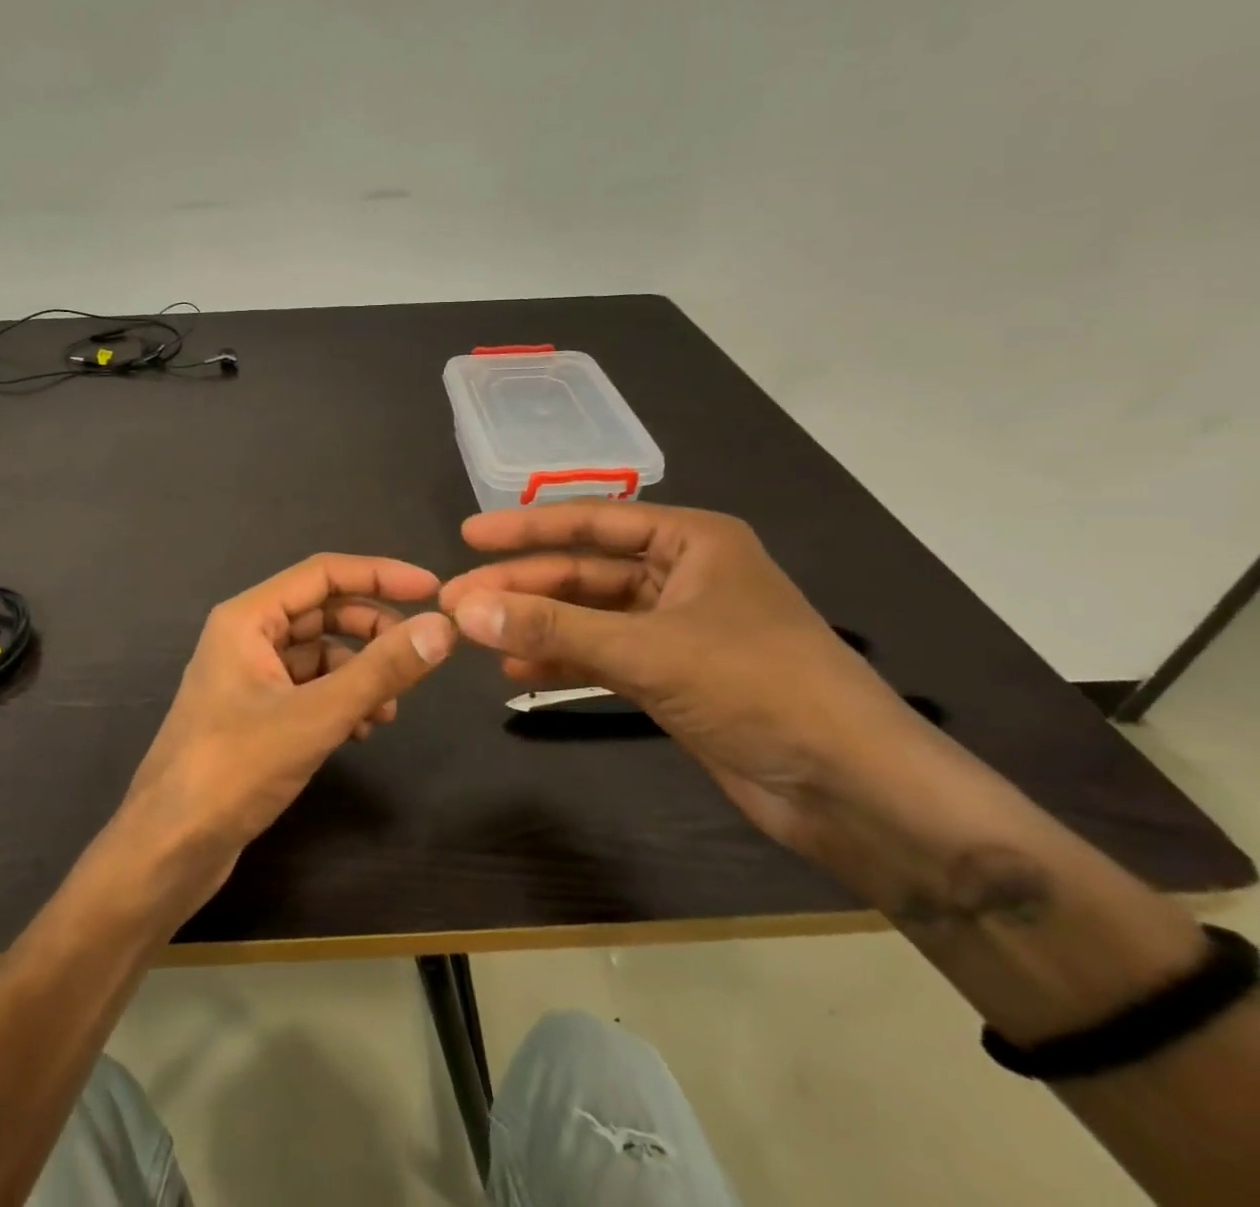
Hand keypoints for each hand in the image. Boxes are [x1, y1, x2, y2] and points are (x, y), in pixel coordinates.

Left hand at [120, 554, 455, 901]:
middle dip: (372, 630)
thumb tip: (442, 628)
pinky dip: (340, 700)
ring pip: (318, 654)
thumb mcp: (316, 716)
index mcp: (248, 618)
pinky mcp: (255, 714)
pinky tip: (361, 731)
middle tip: (417, 654)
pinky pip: (308, 689)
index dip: (380, 575)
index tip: (432, 590)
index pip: (324, 573)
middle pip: (323, 612)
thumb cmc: (233, 769)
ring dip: (359, 673)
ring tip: (389, 710)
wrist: (168, 849)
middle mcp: (246, 637)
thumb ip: (381, 670)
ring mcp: (249, 677)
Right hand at [440, 502, 931, 859]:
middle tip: (457, 601)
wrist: (853, 788)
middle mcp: (682, 575)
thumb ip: (552, 627)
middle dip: (521, 587)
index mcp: (691, 541)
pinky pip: (603, 656)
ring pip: (589, 616)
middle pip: (583, 572)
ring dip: (536, 626)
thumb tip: (465, 610)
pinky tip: (518, 673)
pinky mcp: (674, 676)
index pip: (591, 521)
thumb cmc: (758, 687)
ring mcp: (677, 628)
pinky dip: (564, 662)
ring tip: (477, 637)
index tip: (467, 536)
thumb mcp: (647, 649)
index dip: (525, 529)